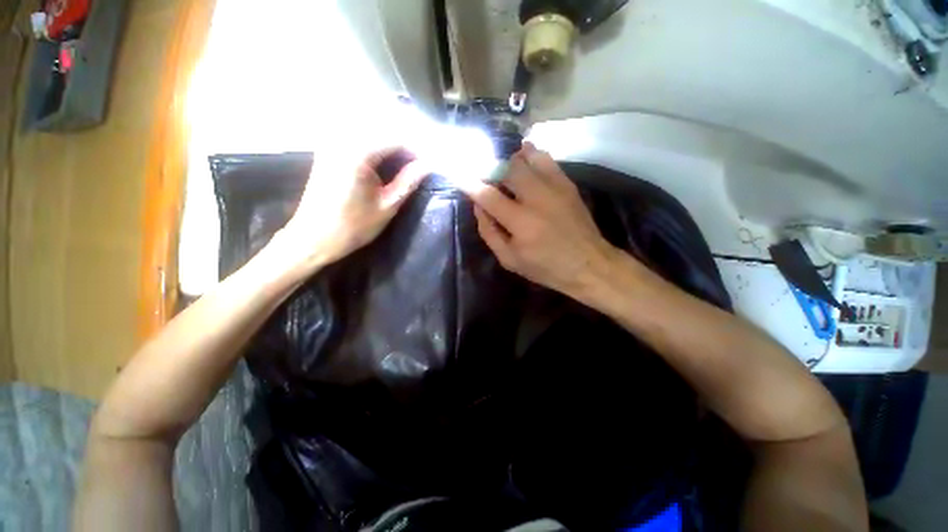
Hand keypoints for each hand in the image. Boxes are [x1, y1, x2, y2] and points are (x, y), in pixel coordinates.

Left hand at [271, 146, 427, 272]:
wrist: (313, 238)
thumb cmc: (353, 226)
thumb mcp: (387, 206)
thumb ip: (408, 182)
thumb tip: (427, 165)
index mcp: (358, 153)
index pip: (394, 140)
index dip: (414, 153)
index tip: (425, 168)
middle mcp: (341, 141)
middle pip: (381, 135)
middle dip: (401, 150)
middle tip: (414, 170)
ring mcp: (330, 145)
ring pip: (368, 137)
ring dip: (387, 150)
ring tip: (399, 170)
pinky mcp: (326, 153)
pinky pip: (355, 142)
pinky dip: (371, 152)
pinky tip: (378, 168)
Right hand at [458, 142, 618, 299]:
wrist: (589, 264)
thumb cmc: (546, 267)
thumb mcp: (509, 260)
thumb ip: (489, 232)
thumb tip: (478, 205)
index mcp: (521, 223)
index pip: (488, 195)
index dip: (469, 183)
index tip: (458, 174)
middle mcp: (537, 199)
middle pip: (508, 168)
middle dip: (491, 169)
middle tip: (486, 177)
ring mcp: (555, 188)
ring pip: (527, 157)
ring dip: (510, 160)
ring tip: (505, 170)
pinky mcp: (567, 184)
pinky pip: (545, 159)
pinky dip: (531, 155)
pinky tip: (525, 162)